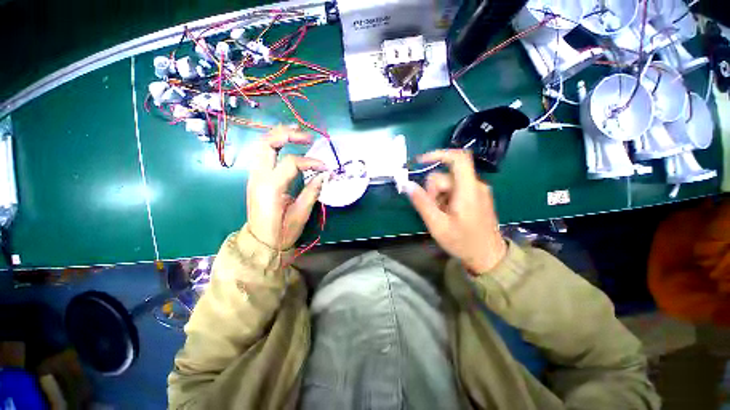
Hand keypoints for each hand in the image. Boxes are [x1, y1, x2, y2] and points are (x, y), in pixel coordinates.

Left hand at [246, 125, 327, 249]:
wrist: (261, 242)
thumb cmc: (282, 232)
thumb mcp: (301, 214)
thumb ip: (312, 192)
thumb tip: (323, 175)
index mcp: (270, 187)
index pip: (291, 162)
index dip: (310, 162)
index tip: (325, 167)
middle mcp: (258, 177)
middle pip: (267, 143)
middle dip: (287, 134)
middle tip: (306, 136)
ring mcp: (254, 176)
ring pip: (261, 145)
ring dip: (278, 136)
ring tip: (296, 133)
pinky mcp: (255, 178)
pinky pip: (262, 154)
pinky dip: (274, 144)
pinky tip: (285, 145)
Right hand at [406, 150, 506, 273]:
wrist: (488, 257)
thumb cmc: (463, 242)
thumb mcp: (437, 225)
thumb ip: (422, 203)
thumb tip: (407, 184)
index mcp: (468, 190)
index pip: (458, 158)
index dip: (438, 154)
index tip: (420, 161)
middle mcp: (476, 185)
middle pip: (446, 175)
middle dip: (433, 189)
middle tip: (431, 208)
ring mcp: (478, 191)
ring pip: (449, 183)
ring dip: (438, 195)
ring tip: (440, 214)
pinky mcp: (477, 196)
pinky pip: (456, 189)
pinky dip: (446, 197)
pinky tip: (447, 213)